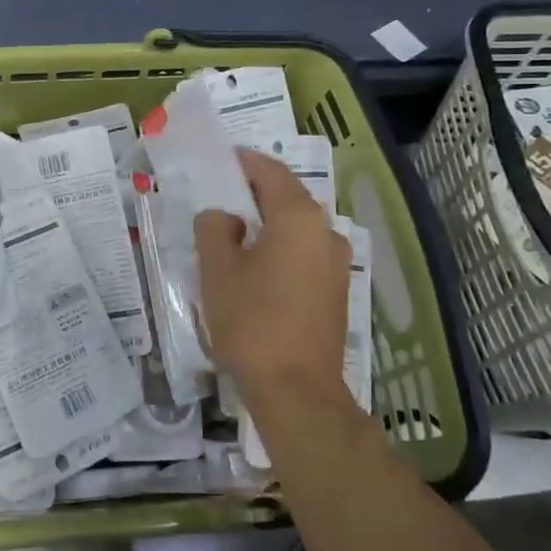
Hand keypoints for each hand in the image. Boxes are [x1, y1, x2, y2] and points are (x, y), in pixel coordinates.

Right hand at [195, 150, 349, 406]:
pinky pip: (304, 251)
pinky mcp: (335, 290)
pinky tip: (256, 263)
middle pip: (287, 197)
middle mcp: (325, 232)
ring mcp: (336, 262)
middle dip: (254, 192)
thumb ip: (214, 229)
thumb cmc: (251, 321)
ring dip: (268, 221)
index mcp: (298, 218)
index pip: (269, 172)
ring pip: (297, 226)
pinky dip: (280, 245)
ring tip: (234, 230)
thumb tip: (224, 217)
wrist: (296, 391)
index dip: (243, 162)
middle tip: (220, 194)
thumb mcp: (217, 270)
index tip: (220, 159)